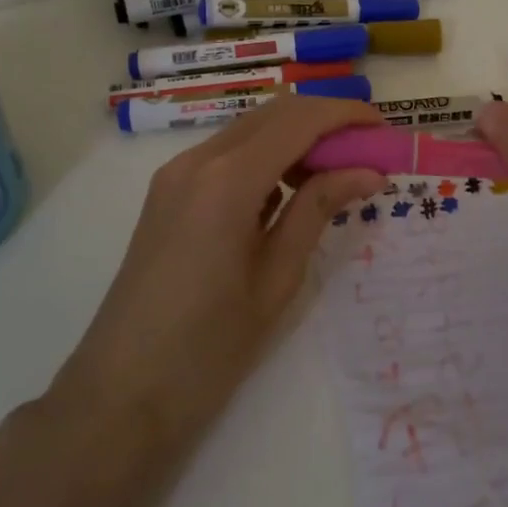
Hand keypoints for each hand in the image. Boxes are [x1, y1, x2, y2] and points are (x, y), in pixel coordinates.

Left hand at [53, 95, 384, 447]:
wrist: (121, 393)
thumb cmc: (209, 347)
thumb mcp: (277, 277)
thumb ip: (319, 210)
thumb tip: (369, 171)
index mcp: (227, 179)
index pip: (299, 119)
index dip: (347, 115)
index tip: (385, 131)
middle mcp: (197, 160)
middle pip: (274, 113)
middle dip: (326, 121)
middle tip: (368, 152)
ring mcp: (176, 174)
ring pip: (250, 129)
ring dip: (297, 137)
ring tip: (337, 174)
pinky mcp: (169, 192)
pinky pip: (227, 155)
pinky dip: (267, 157)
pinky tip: (290, 192)